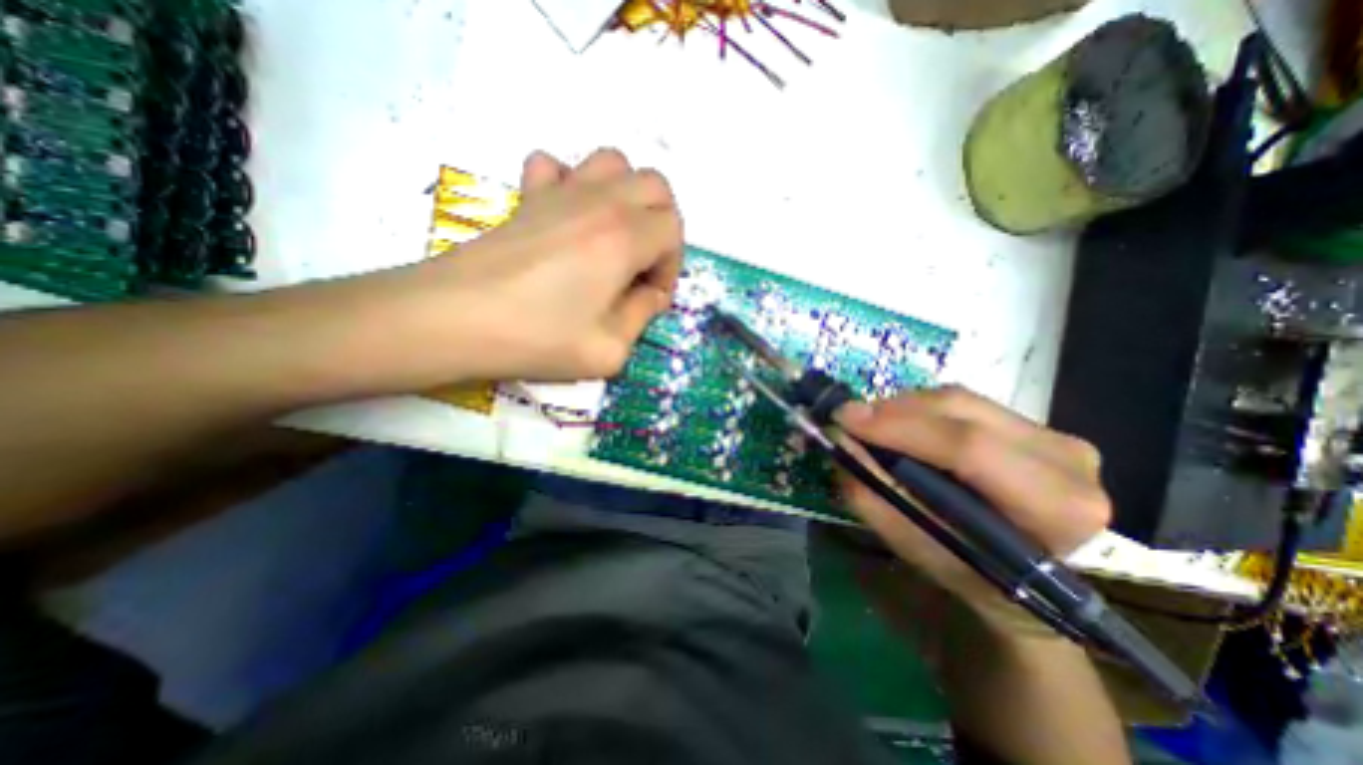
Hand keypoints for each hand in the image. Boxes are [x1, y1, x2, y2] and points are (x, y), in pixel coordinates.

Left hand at [404, 147, 680, 381]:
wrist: (452, 320)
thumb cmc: (536, 338)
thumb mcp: (609, 349)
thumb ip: (642, 317)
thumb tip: (650, 296)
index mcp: (623, 238)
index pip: (673, 231)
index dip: (670, 268)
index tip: (650, 298)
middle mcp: (598, 203)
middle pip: (655, 187)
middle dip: (662, 226)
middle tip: (643, 265)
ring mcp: (558, 192)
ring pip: (614, 164)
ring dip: (627, 197)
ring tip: (615, 238)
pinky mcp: (526, 197)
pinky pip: (557, 166)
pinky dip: (573, 184)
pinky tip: (567, 219)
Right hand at [838, 385, 1111, 629]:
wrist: (1024, 581)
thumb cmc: (970, 574)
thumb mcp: (915, 546)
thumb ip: (874, 494)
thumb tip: (839, 441)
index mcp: (1055, 507)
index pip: (968, 448)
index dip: (900, 428)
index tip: (845, 419)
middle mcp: (1068, 461)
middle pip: (962, 411)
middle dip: (894, 410)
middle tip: (849, 418)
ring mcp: (1056, 436)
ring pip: (960, 400)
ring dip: (904, 407)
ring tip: (870, 424)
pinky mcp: (1036, 425)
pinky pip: (963, 403)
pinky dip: (921, 409)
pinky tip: (900, 424)